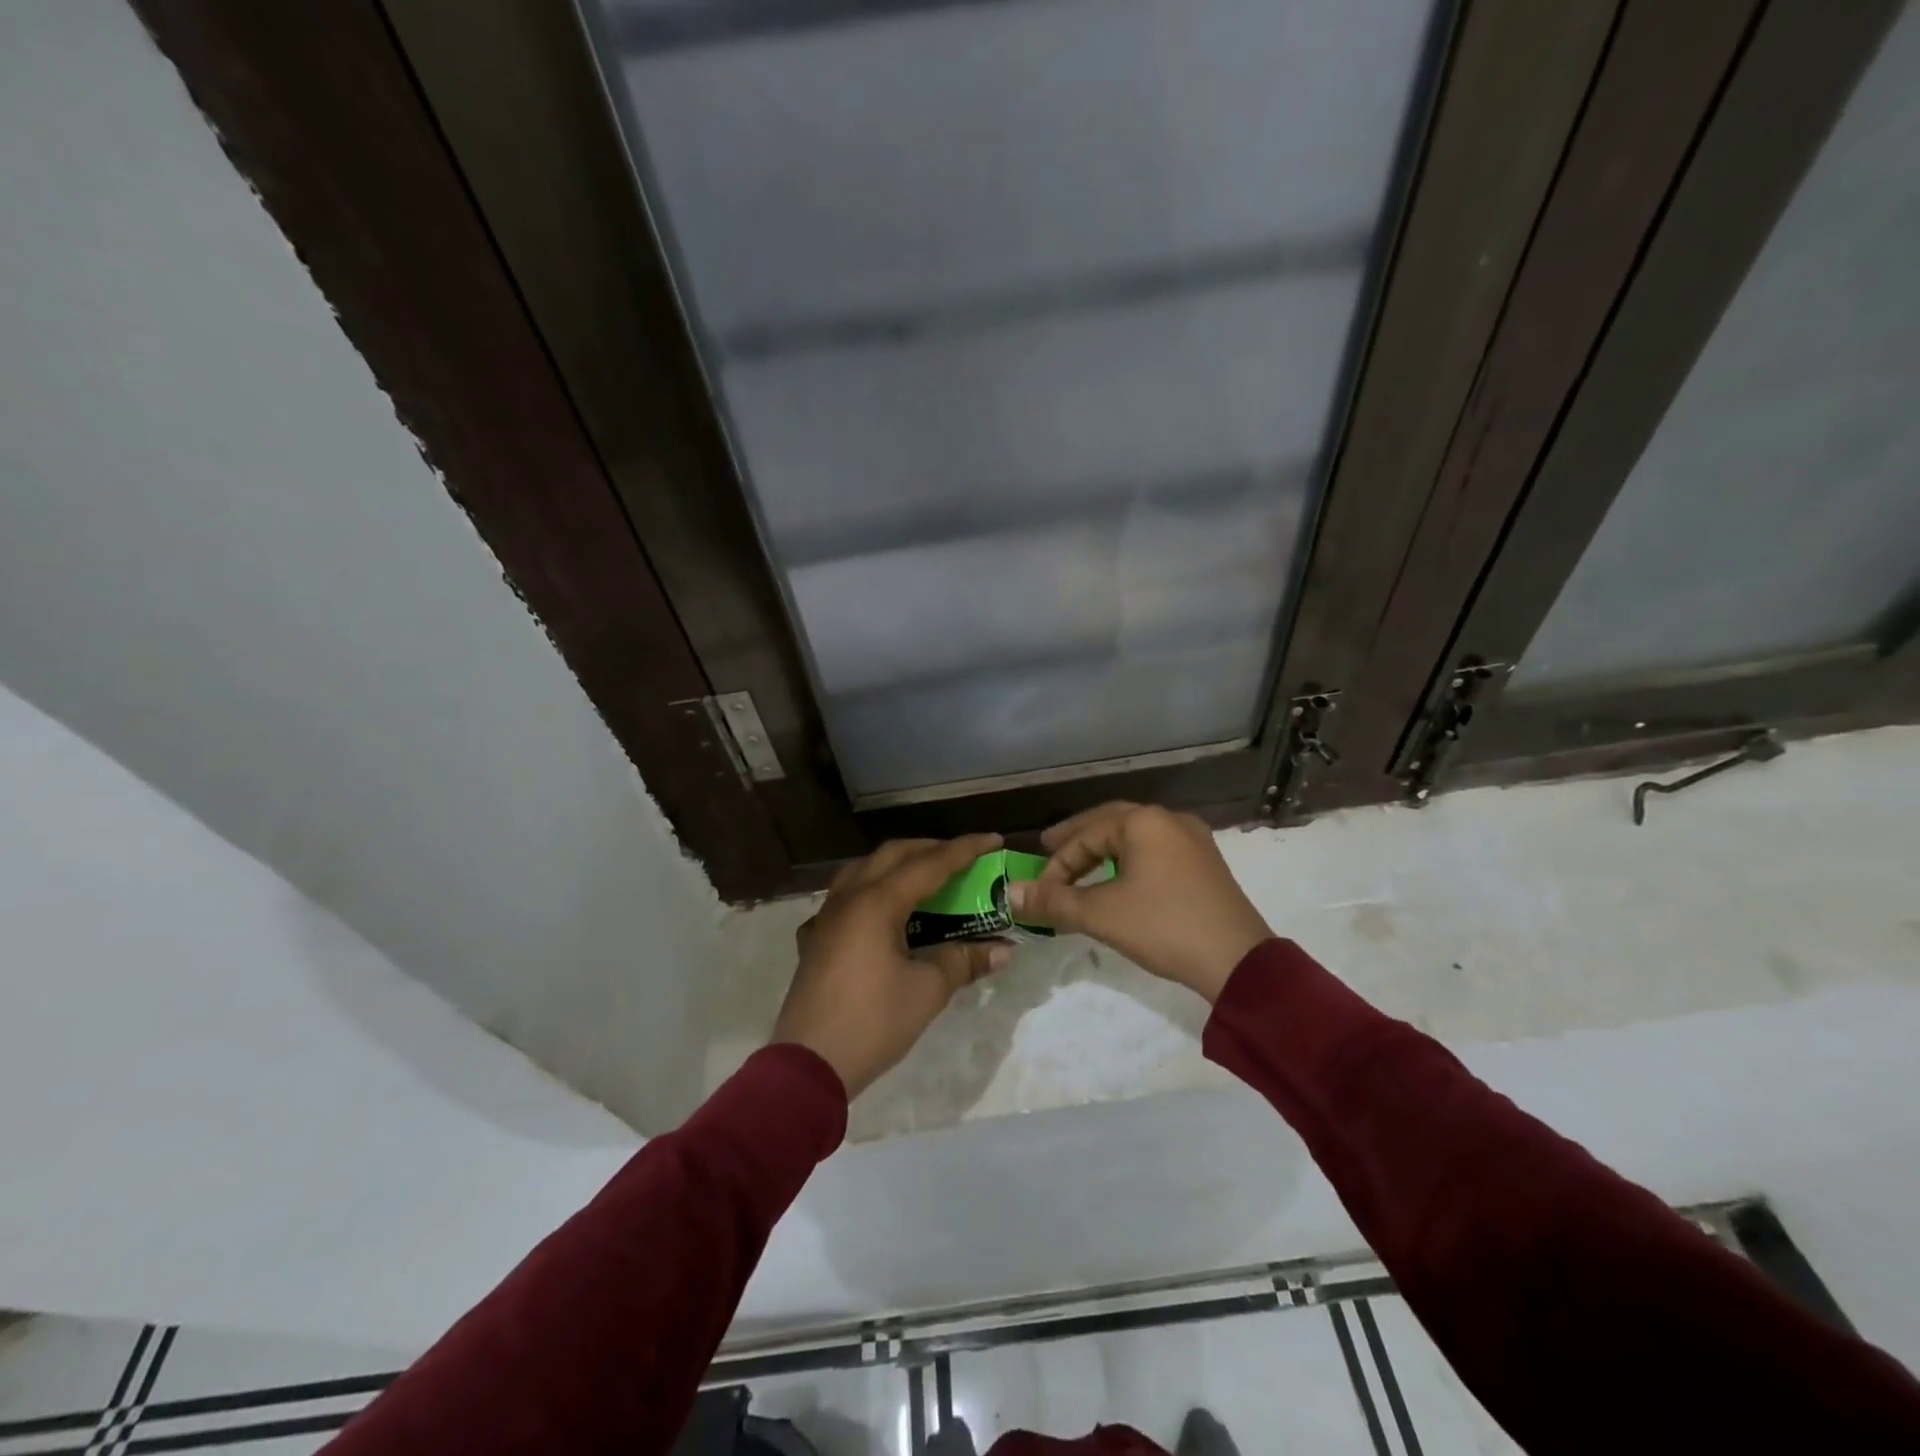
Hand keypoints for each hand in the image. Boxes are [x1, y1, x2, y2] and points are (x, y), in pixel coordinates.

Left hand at [773, 834, 1010, 1098]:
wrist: (808, 1065)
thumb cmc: (873, 1022)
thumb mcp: (927, 991)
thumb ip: (963, 961)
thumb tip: (1002, 950)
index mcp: (877, 902)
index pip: (929, 864)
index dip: (965, 850)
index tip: (994, 840)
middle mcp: (848, 898)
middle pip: (892, 855)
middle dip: (930, 849)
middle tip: (962, 858)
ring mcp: (826, 917)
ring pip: (863, 870)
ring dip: (896, 865)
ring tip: (923, 877)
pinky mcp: (814, 939)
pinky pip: (843, 898)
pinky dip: (869, 892)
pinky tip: (879, 914)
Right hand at [1010, 802, 1271, 1001]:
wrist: (1238, 962)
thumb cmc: (1163, 926)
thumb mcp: (1101, 914)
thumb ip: (1053, 901)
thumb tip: (1010, 893)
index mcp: (1144, 821)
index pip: (1086, 834)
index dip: (1057, 863)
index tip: (1040, 890)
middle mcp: (1169, 819)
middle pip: (1111, 822)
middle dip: (1077, 840)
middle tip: (1048, 850)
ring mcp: (1192, 839)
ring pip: (1135, 836)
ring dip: (1103, 850)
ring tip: (1080, 868)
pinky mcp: (1205, 862)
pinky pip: (1156, 850)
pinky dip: (1129, 860)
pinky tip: (1120, 879)